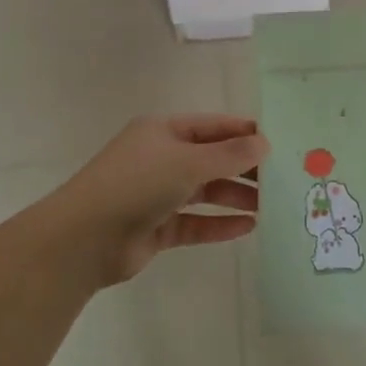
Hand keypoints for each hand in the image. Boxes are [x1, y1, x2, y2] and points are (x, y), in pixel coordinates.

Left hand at [50, 115, 267, 284]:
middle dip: (244, 168)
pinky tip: (248, 228)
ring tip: (271, 206)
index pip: (213, 126)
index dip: (245, 133)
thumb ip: (229, 154)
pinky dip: (219, 224)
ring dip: (235, 196)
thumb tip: (265, 143)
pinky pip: (195, 222)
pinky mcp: (156, 227)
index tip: (280, 144)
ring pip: (205, 191)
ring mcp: (157, 193)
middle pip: (212, 159)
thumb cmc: (137, 184)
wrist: (83, 239)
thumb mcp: (188, 162)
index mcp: (164, 130)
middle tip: (282, 179)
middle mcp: (161, 157)